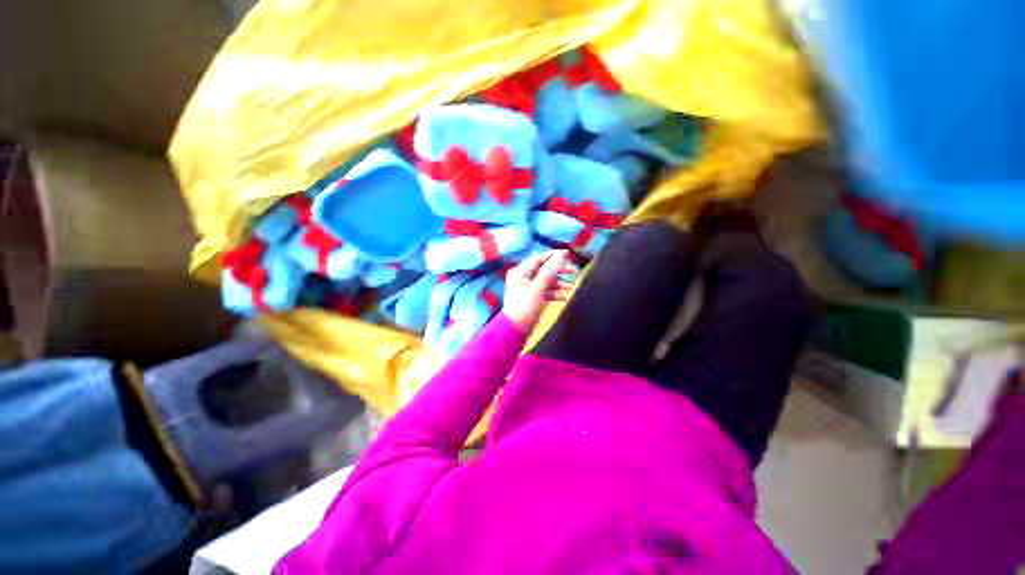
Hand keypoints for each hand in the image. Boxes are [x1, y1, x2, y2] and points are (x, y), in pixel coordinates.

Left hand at [503, 250, 575, 332]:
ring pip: (547, 281)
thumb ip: (549, 272)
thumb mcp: (538, 289)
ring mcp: (528, 288)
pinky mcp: (533, 298)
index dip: (553, 256)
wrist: (515, 330)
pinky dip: (555, 293)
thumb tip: (560, 256)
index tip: (568, 254)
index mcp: (520, 272)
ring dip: (559, 284)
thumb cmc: (524, 307)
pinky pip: (546, 291)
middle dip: (559, 271)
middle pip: (544, 269)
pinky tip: (566, 297)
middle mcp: (523, 277)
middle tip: (574, 271)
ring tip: (572, 287)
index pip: (539, 259)